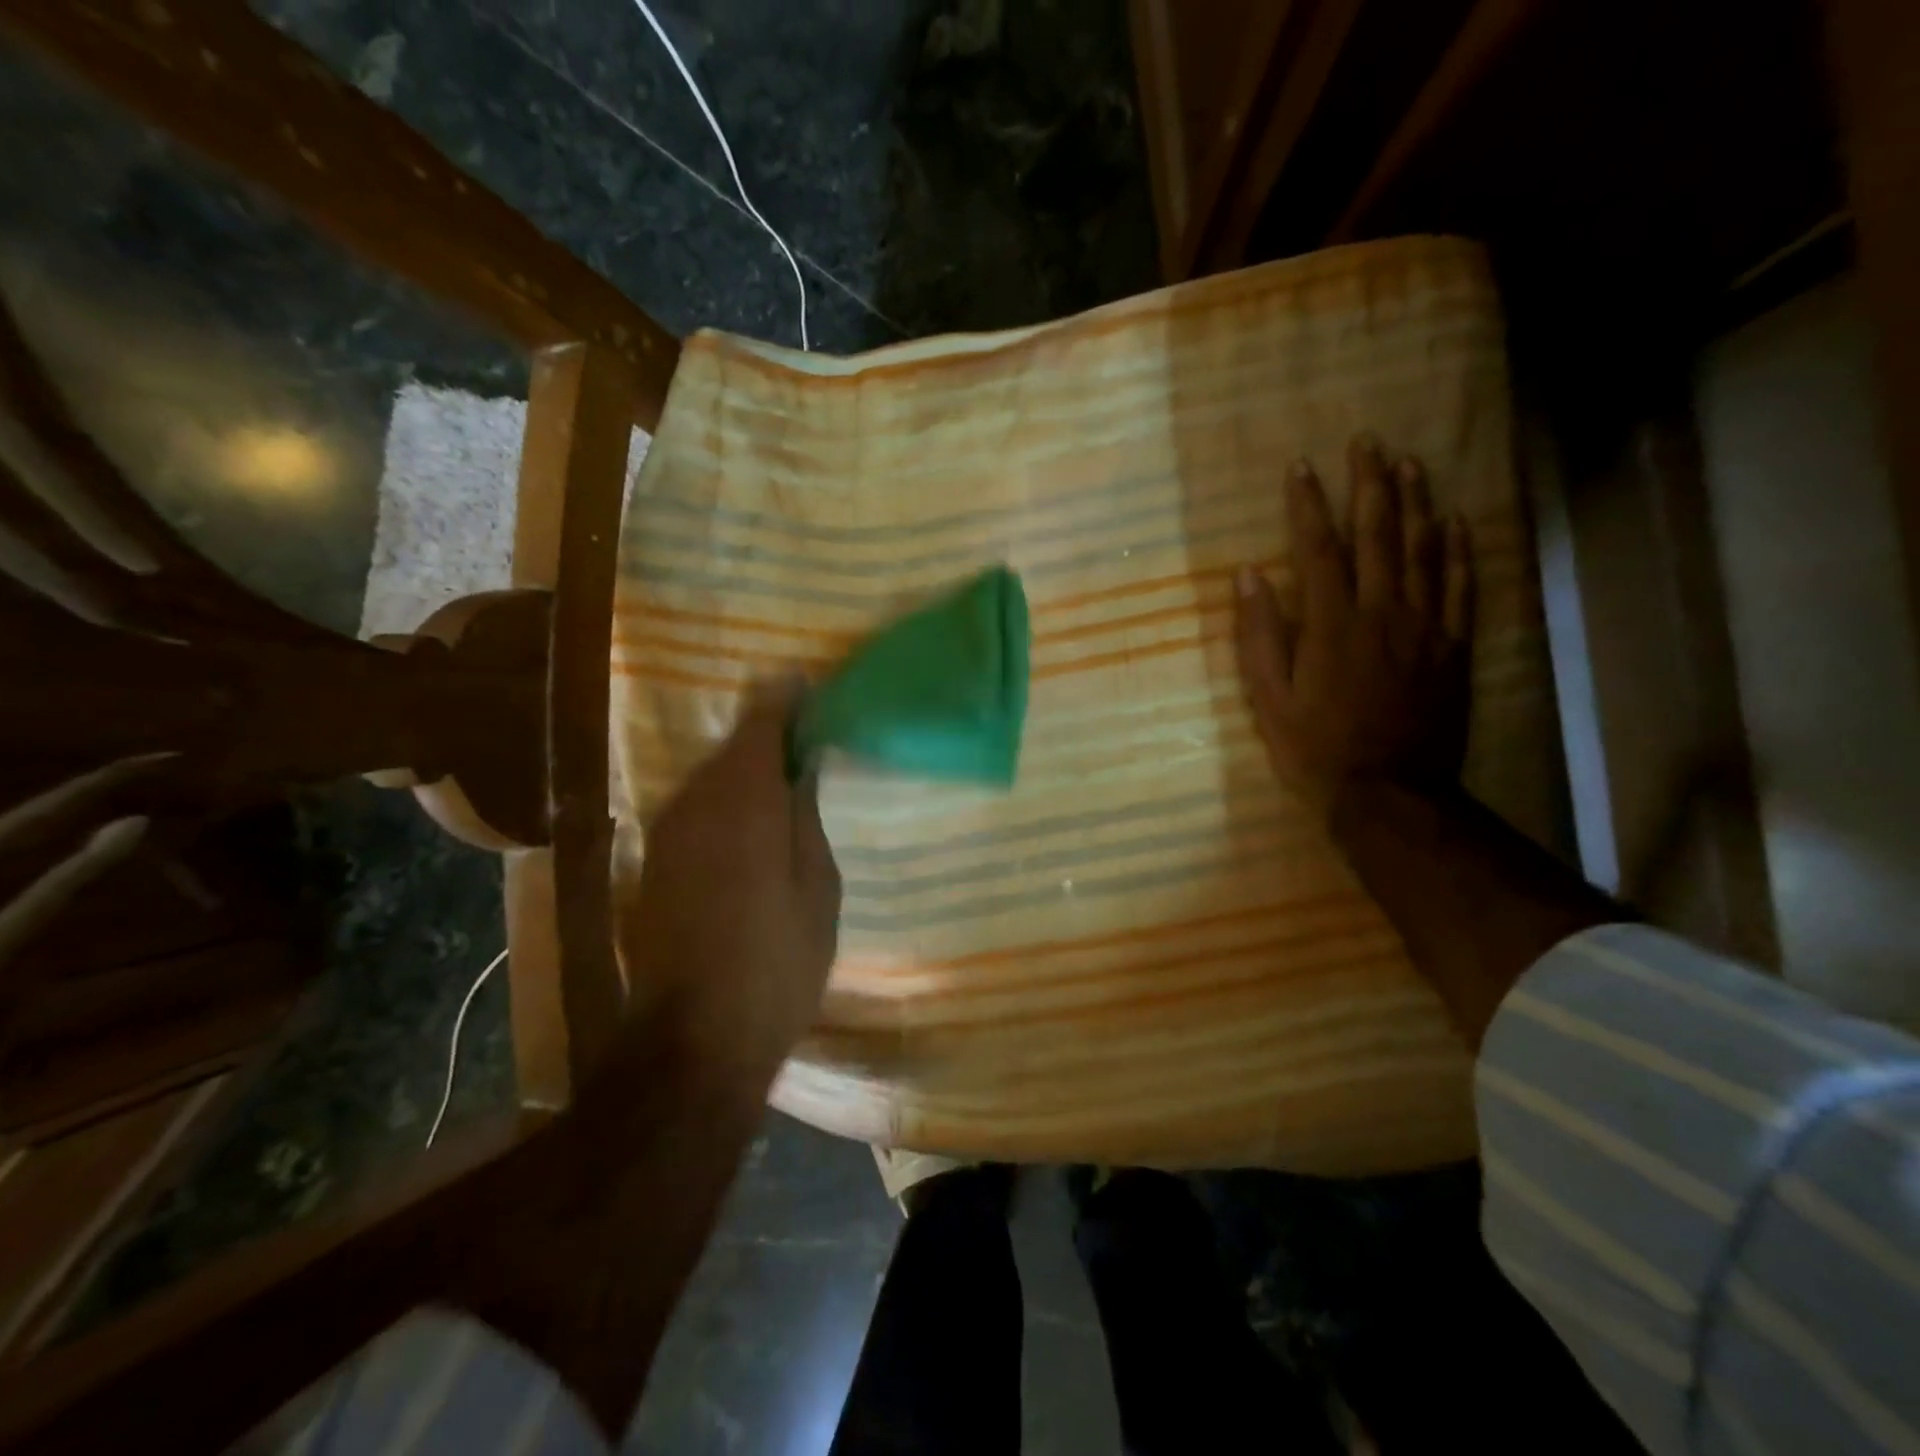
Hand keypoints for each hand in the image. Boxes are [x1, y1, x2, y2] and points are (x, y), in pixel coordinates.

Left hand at [616, 682, 841, 1079]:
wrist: (696, 1039)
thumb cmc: (778, 962)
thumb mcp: (818, 887)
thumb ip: (806, 815)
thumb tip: (803, 765)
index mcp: (743, 799)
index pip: (762, 722)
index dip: (786, 698)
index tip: (808, 684)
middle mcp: (695, 802)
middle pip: (733, 745)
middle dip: (768, 734)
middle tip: (808, 737)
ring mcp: (667, 832)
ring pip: (711, 776)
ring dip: (744, 769)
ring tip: (784, 778)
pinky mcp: (654, 862)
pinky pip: (696, 807)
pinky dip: (725, 800)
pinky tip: (750, 821)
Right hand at [1232, 436, 1473, 824]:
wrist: (1389, 794)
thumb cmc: (1315, 749)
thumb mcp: (1269, 699)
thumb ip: (1259, 635)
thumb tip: (1249, 576)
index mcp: (1331, 624)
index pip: (1319, 548)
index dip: (1308, 504)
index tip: (1301, 466)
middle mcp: (1382, 612)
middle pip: (1378, 534)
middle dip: (1369, 484)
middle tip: (1367, 442)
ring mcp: (1424, 627)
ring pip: (1423, 550)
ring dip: (1416, 501)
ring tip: (1409, 463)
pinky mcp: (1453, 647)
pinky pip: (1461, 586)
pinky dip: (1459, 550)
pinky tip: (1456, 521)